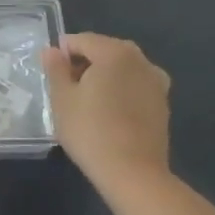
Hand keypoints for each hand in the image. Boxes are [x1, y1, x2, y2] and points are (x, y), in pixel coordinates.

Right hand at [43, 32, 172, 188]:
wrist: (134, 174)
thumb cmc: (91, 131)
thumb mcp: (62, 99)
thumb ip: (55, 68)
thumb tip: (52, 50)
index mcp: (114, 52)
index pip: (82, 40)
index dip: (62, 53)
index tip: (51, 74)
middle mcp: (140, 60)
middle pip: (105, 51)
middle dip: (84, 63)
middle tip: (67, 89)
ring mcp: (156, 82)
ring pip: (122, 69)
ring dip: (104, 77)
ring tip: (88, 102)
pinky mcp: (163, 104)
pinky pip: (135, 86)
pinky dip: (121, 91)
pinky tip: (109, 113)